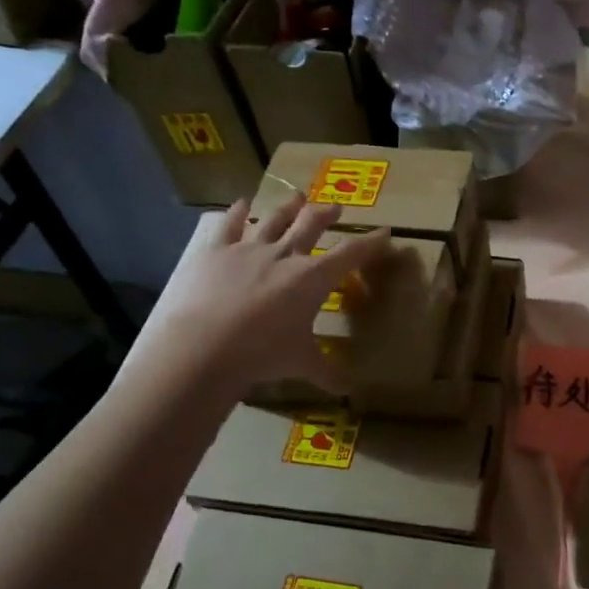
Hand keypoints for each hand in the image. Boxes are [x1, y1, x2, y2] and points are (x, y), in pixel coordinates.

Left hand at [117, 195, 388, 401]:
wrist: (204, 346)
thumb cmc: (263, 354)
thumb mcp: (301, 364)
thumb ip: (327, 372)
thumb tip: (348, 391)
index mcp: (312, 279)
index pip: (350, 254)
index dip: (370, 242)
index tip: (384, 232)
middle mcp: (284, 255)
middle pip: (311, 224)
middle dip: (326, 214)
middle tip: (335, 208)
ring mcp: (248, 249)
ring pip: (274, 219)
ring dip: (288, 207)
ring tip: (297, 196)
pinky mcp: (215, 251)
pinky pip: (229, 225)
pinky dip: (237, 213)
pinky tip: (241, 203)